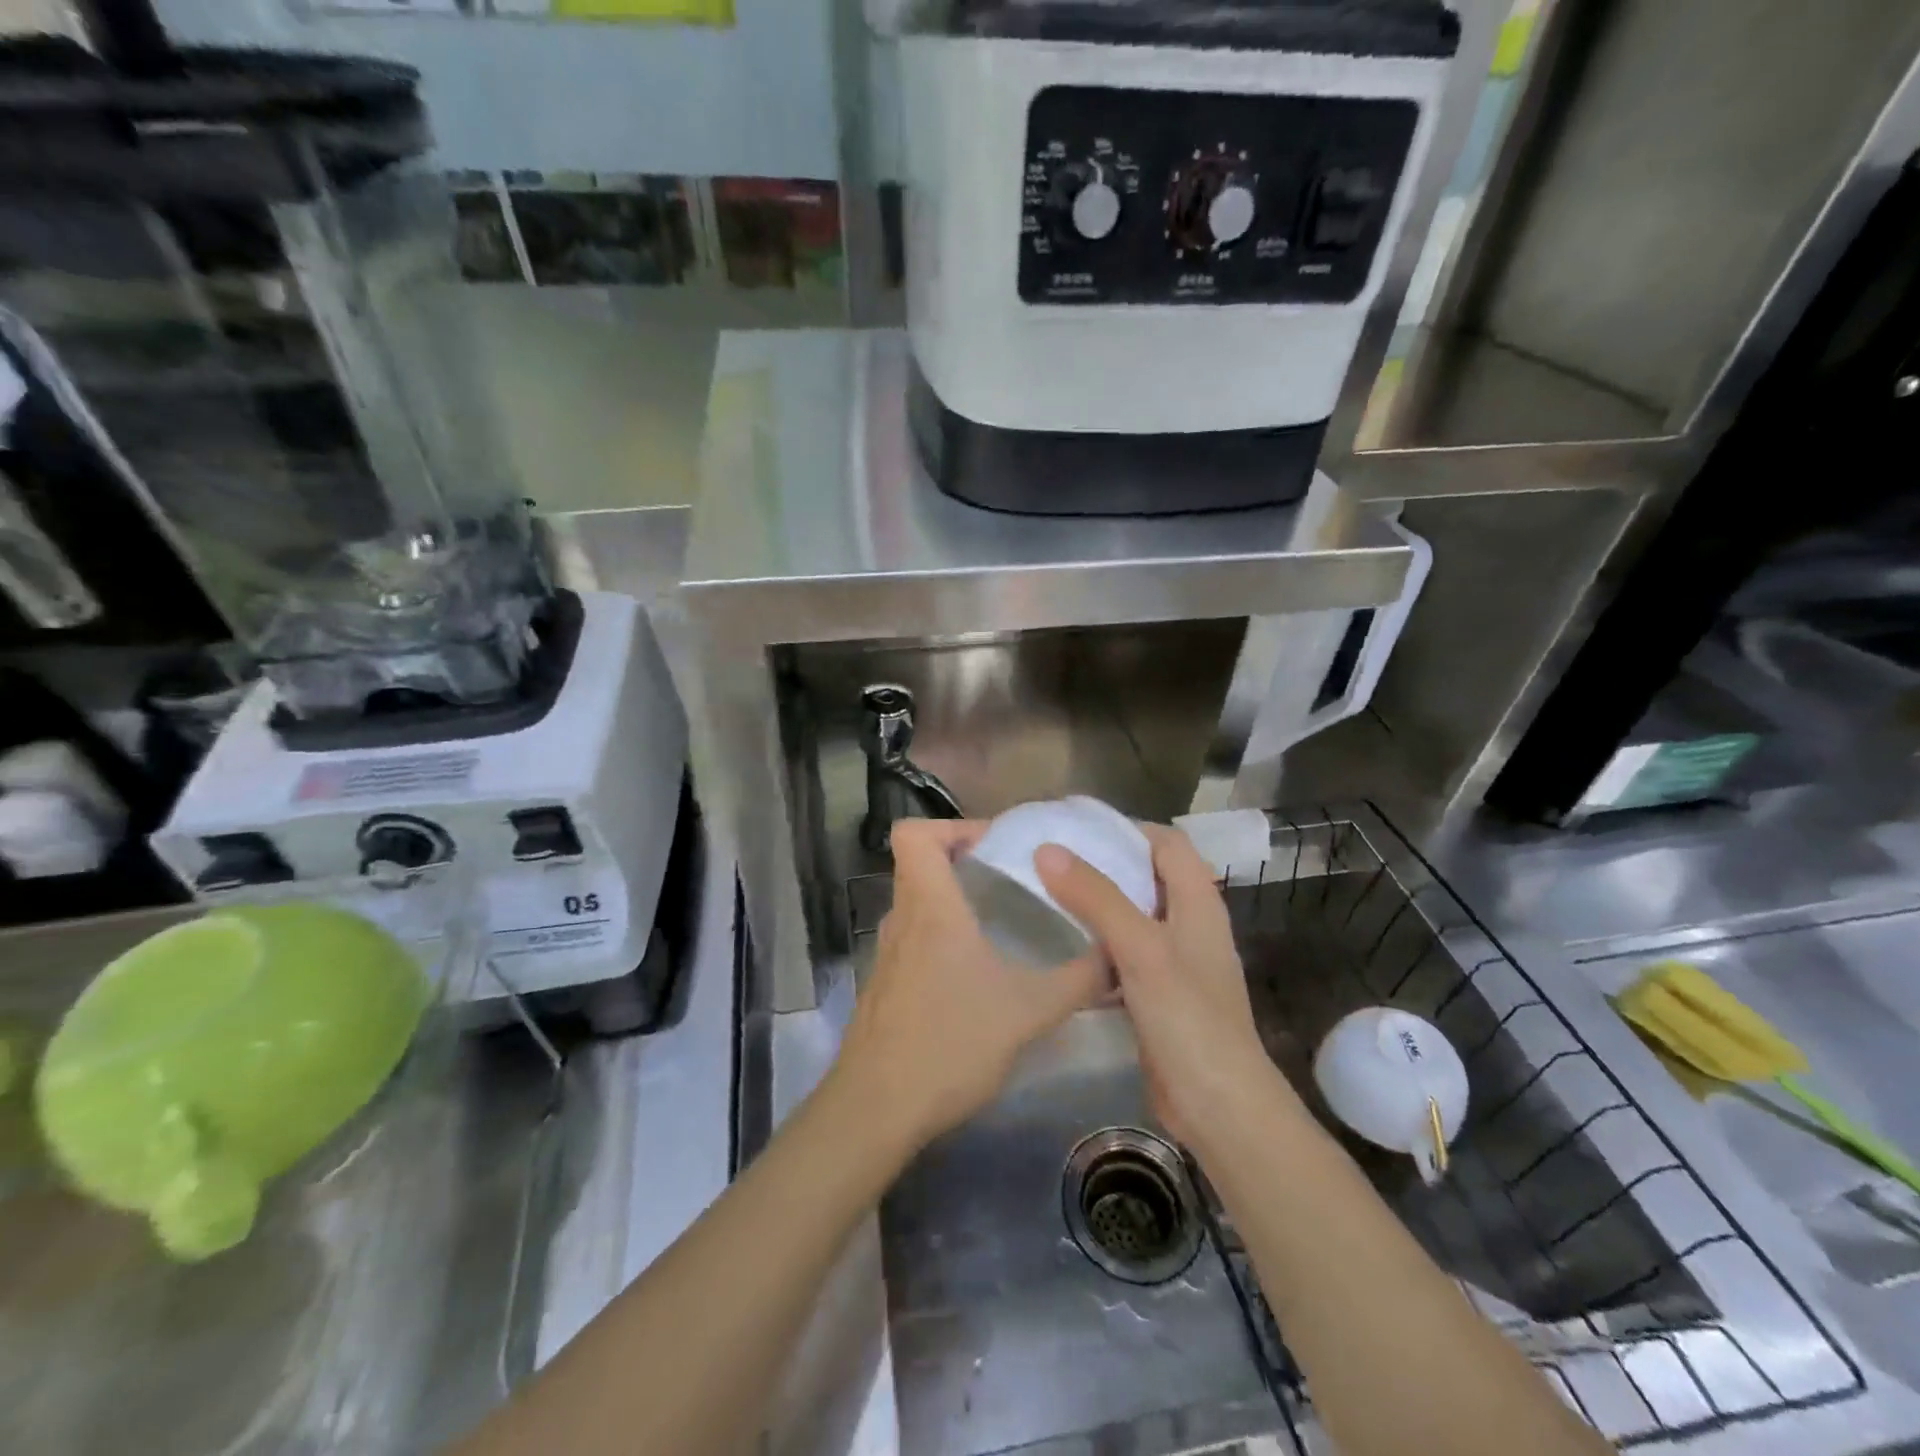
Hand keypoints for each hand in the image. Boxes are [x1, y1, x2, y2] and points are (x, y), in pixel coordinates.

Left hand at [831, 819, 1109, 1151]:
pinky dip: (942, 936)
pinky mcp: (885, 985)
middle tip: (1012, 878)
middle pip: (919, 864)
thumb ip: (1079, 980)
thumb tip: (1119, 954)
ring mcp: (887, 953)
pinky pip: (914, 938)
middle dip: (964, 861)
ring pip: (917, 903)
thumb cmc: (950, 1043)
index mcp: (929, 906)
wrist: (877, 1109)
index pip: (913, 833)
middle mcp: (902, 919)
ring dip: (955, 900)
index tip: (995, 846)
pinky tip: (977, 973)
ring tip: (1003, 921)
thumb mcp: (1028, 1011)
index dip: (951, 826)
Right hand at [1036, 825, 1296, 1148]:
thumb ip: (1096, 897)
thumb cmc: (1188, 1019)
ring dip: (1097, 905)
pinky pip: (1123, 956)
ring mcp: (1175, 963)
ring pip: (1132, 917)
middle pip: (1147, 877)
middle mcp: (1189, 925)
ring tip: (1047, 896)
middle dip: (1104, 864)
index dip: (1128, 828)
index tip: (1078, 827)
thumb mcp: (1141, 949)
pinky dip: (1097, 946)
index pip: (1167, 843)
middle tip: (1052, 859)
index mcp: (1198, 903)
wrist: (1218, 1108)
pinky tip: (1062, 951)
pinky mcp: (1157, 996)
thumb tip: (1047, 849)